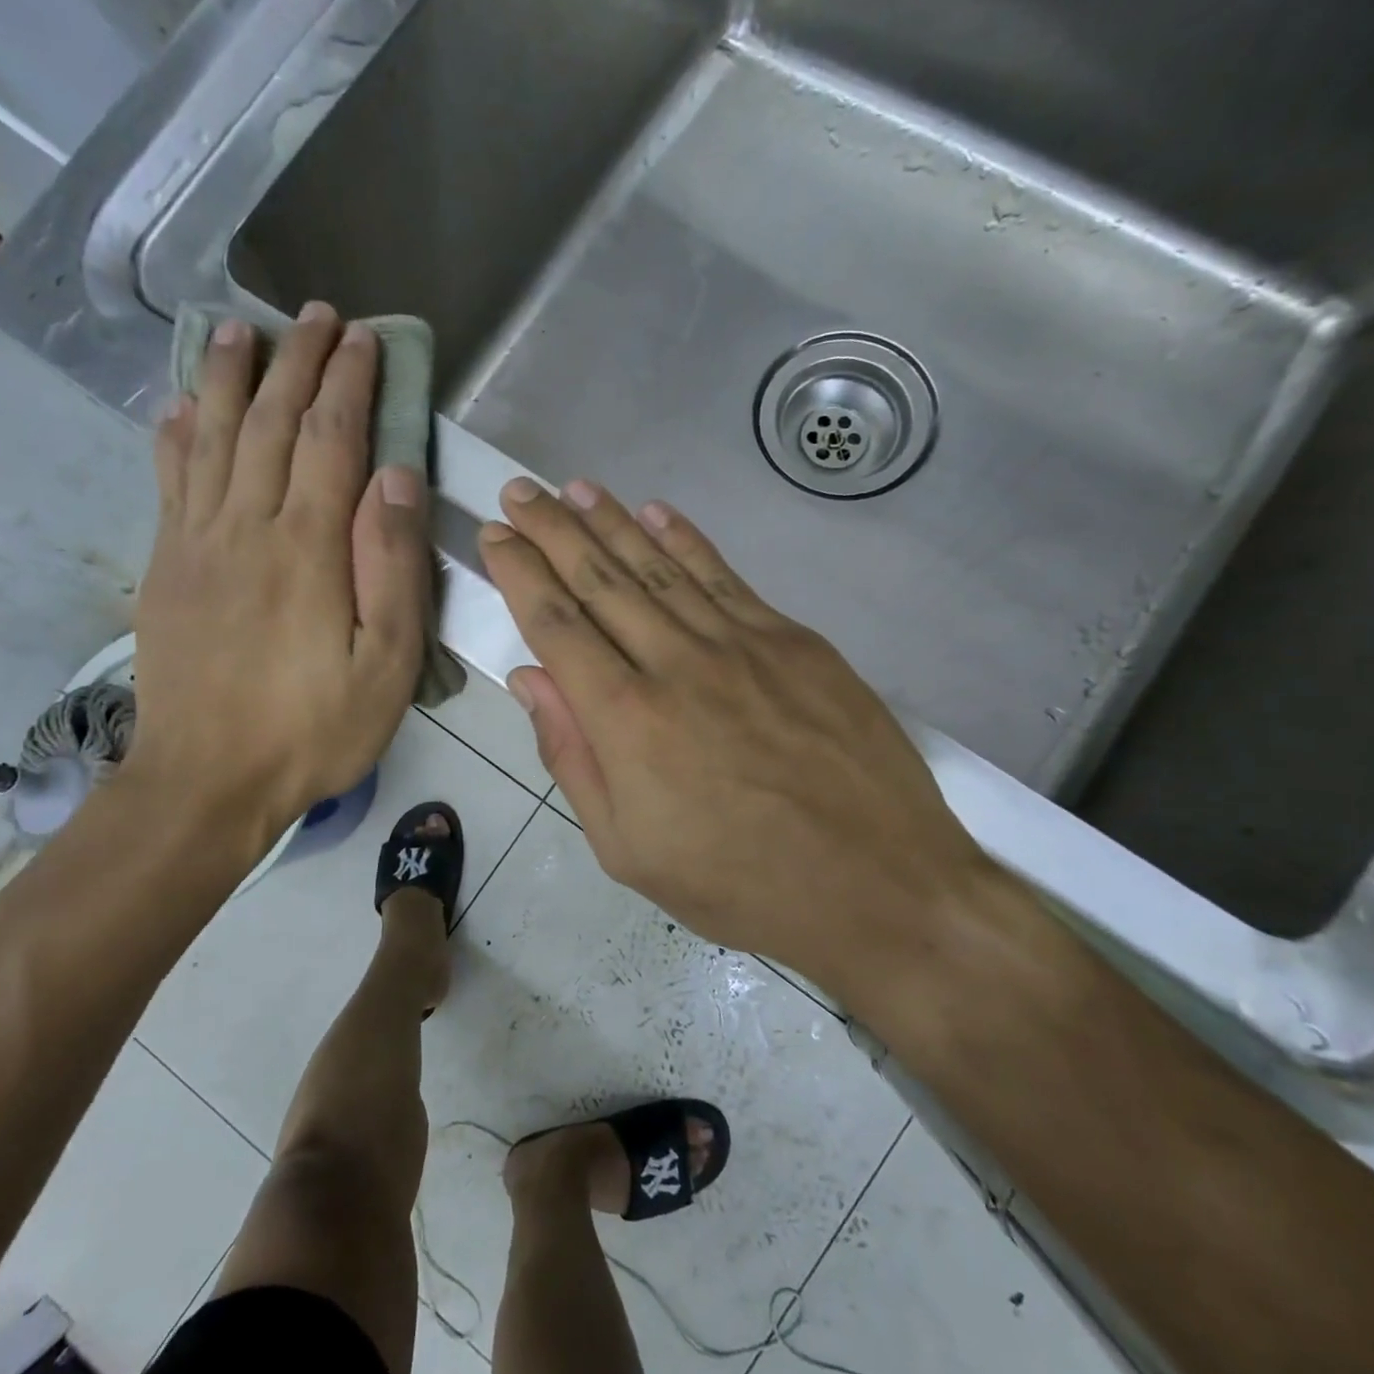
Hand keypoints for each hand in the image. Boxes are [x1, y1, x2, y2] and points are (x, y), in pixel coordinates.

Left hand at [125, 303, 428, 836]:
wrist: (207, 782)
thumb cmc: (314, 729)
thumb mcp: (387, 664)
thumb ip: (392, 566)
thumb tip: (397, 477)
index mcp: (307, 548)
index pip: (330, 440)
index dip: (348, 383)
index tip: (362, 338)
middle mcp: (245, 527)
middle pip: (269, 423)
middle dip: (295, 362)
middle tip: (314, 316)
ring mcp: (195, 544)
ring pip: (210, 437)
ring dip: (226, 377)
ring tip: (237, 327)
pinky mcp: (165, 568)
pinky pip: (167, 481)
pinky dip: (174, 434)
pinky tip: (176, 405)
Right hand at [478, 477, 994, 992]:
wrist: (878, 884)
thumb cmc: (739, 884)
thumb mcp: (627, 849)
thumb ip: (571, 757)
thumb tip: (530, 679)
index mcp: (626, 720)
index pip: (556, 625)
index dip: (520, 573)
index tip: (496, 534)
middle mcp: (676, 663)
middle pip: (600, 580)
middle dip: (553, 530)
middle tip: (521, 491)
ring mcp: (741, 644)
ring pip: (659, 567)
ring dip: (612, 522)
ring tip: (575, 489)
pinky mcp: (793, 641)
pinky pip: (725, 577)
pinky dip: (687, 540)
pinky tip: (657, 511)